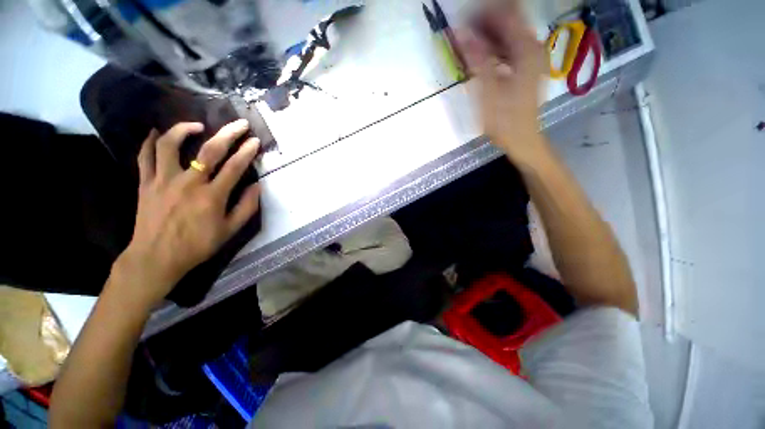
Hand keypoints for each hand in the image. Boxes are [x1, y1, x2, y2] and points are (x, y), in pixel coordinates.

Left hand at [113, 119, 260, 307]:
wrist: (156, 258)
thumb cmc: (198, 245)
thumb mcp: (230, 230)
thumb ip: (246, 207)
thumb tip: (257, 186)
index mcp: (212, 196)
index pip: (234, 167)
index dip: (247, 152)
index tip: (255, 141)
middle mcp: (188, 183)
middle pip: (209, 151)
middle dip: (228, 134)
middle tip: (239, 124)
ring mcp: (163, 180)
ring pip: (169, 145)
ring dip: (184, 129)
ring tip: (197, 125)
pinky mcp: (145, 183)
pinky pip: (144, 156)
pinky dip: (149, 141)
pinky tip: (156, 132)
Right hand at [459, 1, 547, 165]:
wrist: (521, 139)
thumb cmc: (504, 120)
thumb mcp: (487, 92)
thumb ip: (477, 60)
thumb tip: (461, 33)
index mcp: (526, 50)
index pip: (506, 14)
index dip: (483, 13)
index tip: (462, 21)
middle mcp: (532, 48)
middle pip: (509, 21)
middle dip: (484, 23)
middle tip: (462, 34)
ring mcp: (530, 58)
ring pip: (508, 34)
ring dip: (487, 36)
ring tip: (467, 45)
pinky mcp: (525, 68)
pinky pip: (509, 48)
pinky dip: (493, 48)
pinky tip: (480, 57)